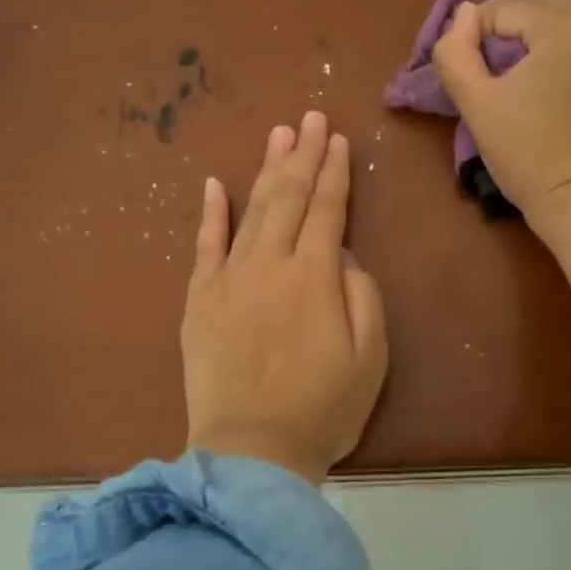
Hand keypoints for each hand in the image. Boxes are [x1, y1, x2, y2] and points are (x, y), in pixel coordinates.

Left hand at [182, 110, 388, 484]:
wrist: (252, 451)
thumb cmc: (323, 408)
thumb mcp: (371, 356)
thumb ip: (363, 295)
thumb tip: (344, 257)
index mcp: (315, 276)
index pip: (328, 209)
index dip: (335, 172)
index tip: (338, 139)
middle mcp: (270, 264)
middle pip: (289, 197)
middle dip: (303, 155)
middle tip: (310, 118)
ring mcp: (229, 279)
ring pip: (251, 210)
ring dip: (266, 170)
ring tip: (278, 135)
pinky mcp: (199, 300)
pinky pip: (205, 246)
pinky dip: (210, 213)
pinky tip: (214, 184)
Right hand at [432, 0, 570, 217]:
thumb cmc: (528, 157)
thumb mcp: (477, 107)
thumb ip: (455, 54)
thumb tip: (465, 14)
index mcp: (563, 27)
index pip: (506, 6)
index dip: (477, 32)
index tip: (469, 66)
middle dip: (510, 18)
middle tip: (491, 59)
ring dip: (549, 14)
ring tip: (532, 52)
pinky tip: (565, 63)